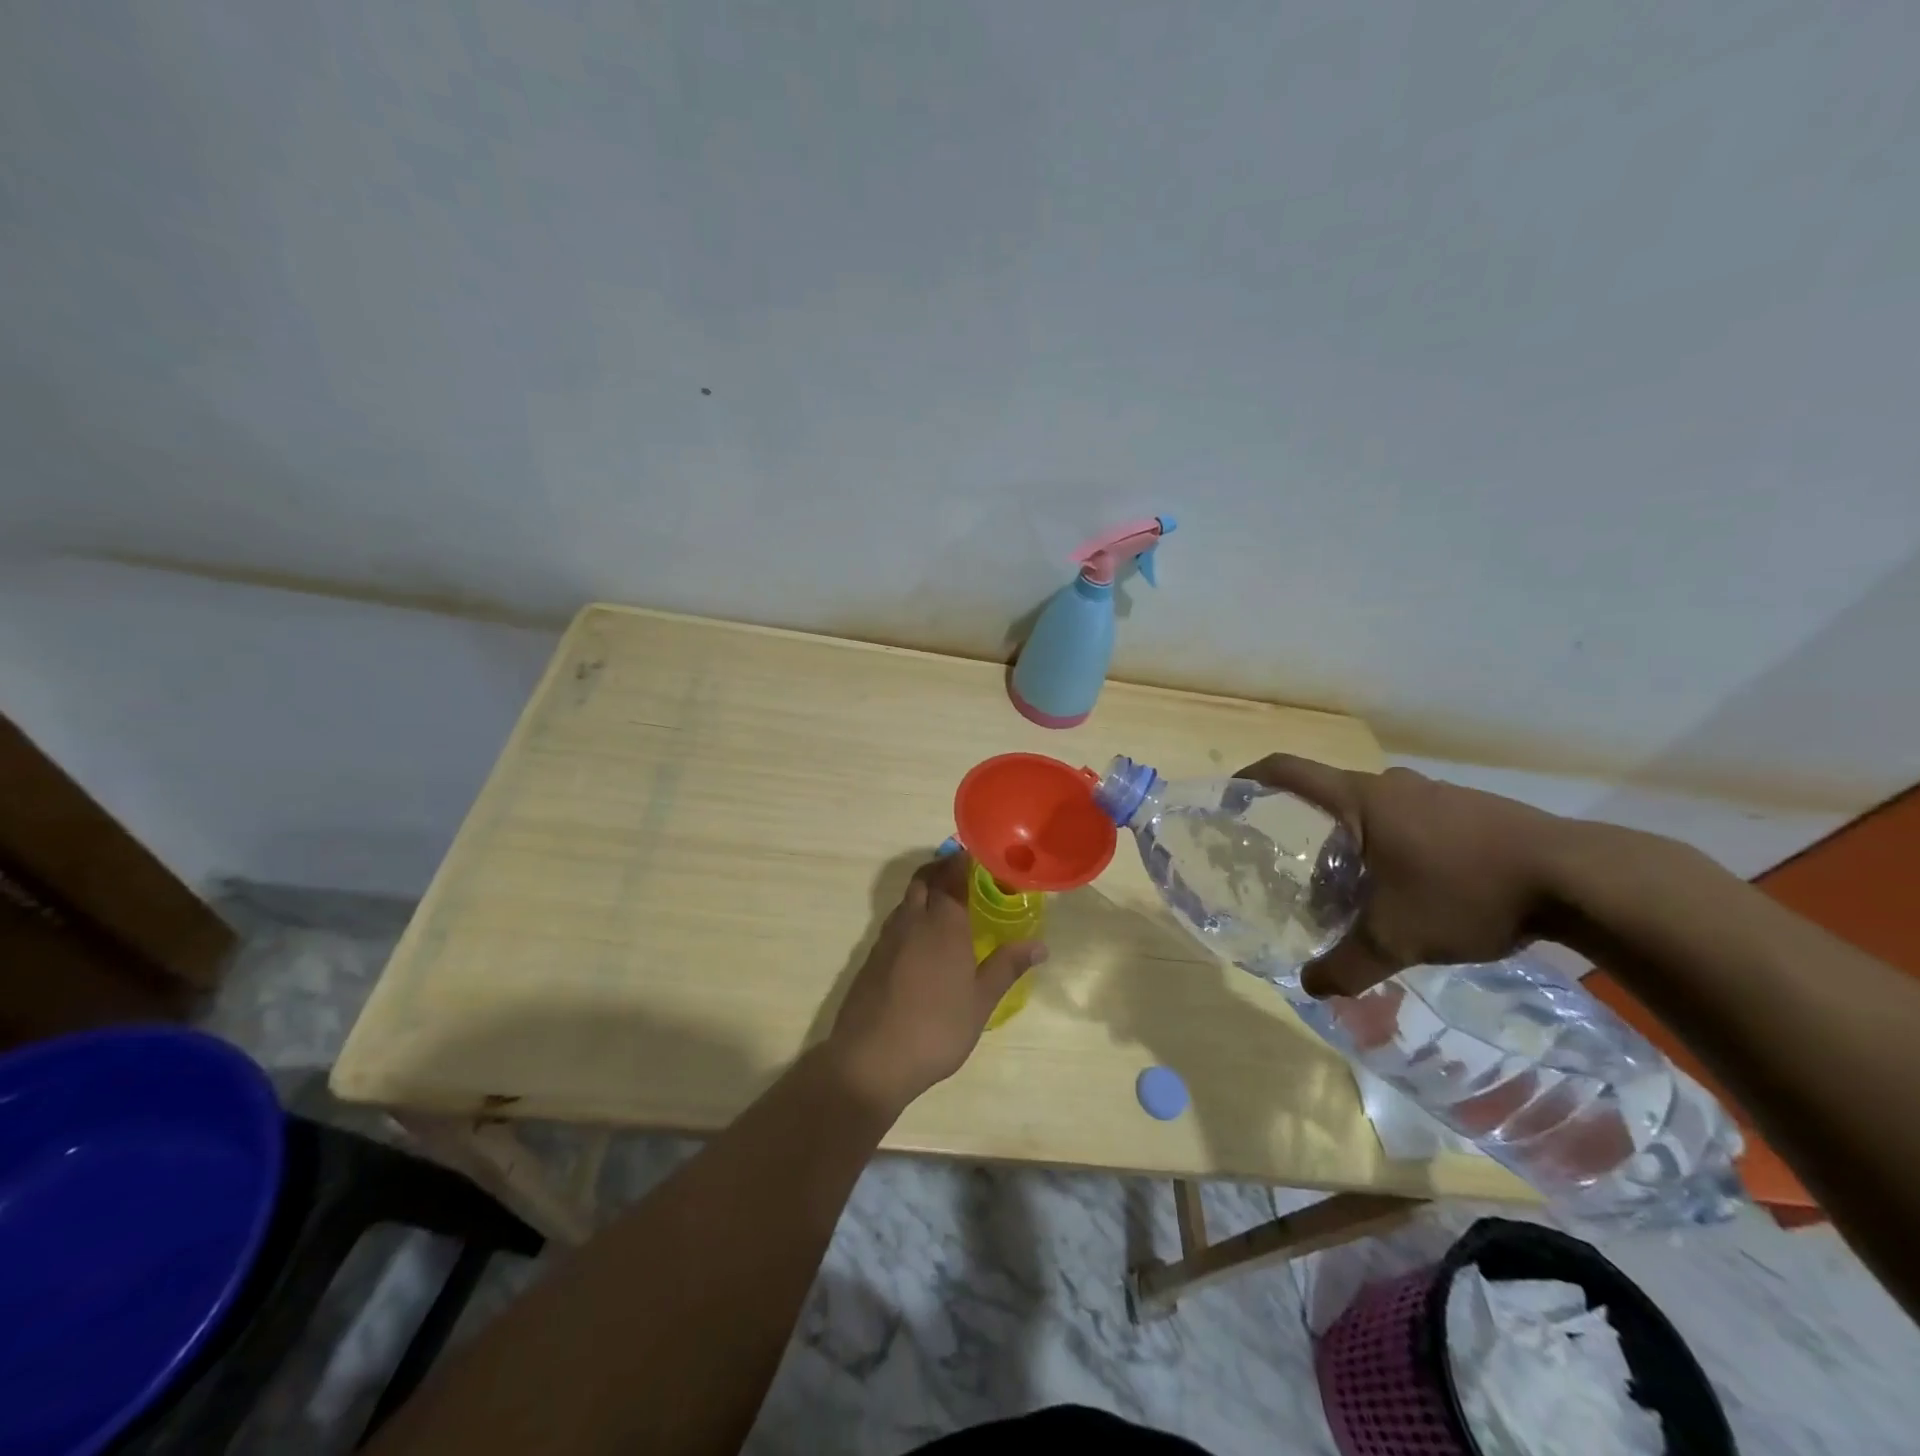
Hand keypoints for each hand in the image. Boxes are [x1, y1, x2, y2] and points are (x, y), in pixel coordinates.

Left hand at [825, 853, 1046, 1116]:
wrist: (870, 1059)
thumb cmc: (936, 1029)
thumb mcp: (980, 1001)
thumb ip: (1007, 967)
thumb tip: (1040, 945)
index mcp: (943, 923)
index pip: (952, 876)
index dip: (963, 861)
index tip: (978, 856)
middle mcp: (912, 920)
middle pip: (924, 879)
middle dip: (941, 868)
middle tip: (964, 873)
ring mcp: (887, 938)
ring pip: (906, 900)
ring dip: (925, 891)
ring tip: (947, 905)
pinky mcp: (871, 957)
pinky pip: (895, 922)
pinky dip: (911, 916)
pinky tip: (923, 942)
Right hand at [1235, 755, 1570, 998]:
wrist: (1580, 878)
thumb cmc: (1467, 892)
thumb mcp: (1397, 938)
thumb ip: (1347, 965)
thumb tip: (1310, 988)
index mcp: (1361, 799)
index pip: (1290, 771)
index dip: (1255, 775)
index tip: (1234, 791)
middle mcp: (1393, 786)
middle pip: (1331, 796)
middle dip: (1308, 828)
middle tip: (1298, 869)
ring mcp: (1436, 794)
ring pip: (1374, 810)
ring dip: (1355, 840)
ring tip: (1354, 886)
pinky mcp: (1472, 809)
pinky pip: (1411, 819)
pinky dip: (1394, 845)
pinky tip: (1411, 888)